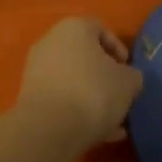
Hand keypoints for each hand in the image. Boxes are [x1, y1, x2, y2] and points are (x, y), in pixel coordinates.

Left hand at [15, 17, 141, 150]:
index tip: (128, 70)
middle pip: (84, 56)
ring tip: (113, 122)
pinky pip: (61, 99)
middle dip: (104, 76)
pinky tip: (99, 134)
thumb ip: (132, 76)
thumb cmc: (93, 92)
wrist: (50, 128)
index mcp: (74, 28)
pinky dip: (78, 111)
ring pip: (73, 80)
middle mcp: (51, 41)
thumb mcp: (129, 82)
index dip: (118, 48)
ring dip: (93, 97)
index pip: (100, 28)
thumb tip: (127, 79)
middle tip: (120, 95)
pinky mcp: (30, 96)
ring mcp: (37, 69)